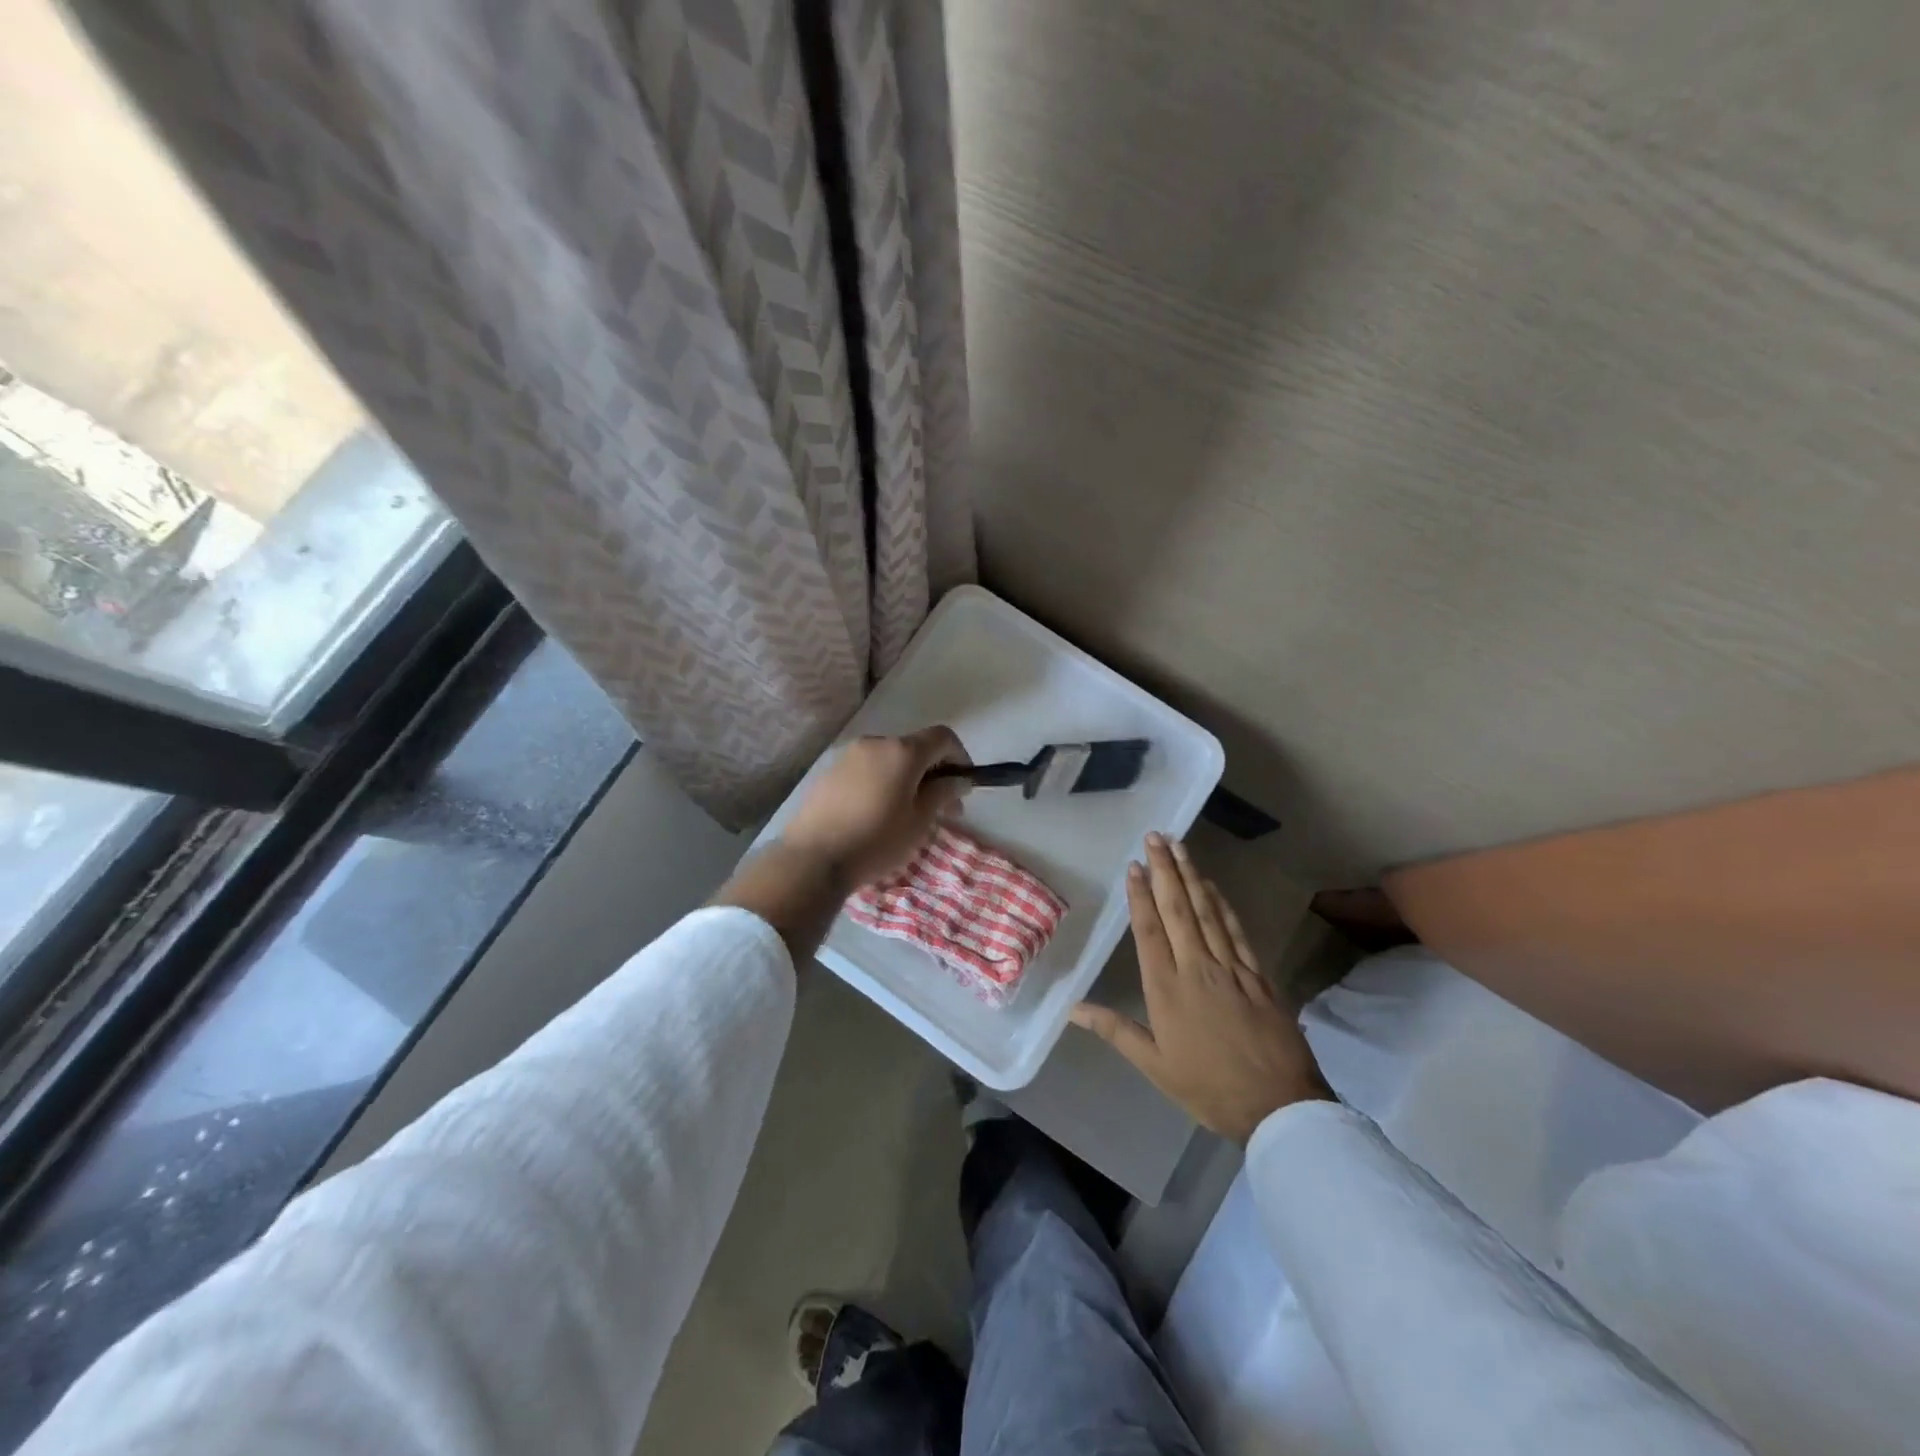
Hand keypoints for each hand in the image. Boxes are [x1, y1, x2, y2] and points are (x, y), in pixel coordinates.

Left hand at [780, 727, 970, 890]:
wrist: (812, 858)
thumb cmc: (876, 840)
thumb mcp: (919, 822)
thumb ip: (943, 793)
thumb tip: (959, 780)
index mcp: (902, 751)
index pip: (943, 737)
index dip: (960, 757)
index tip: (963, 786)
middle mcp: (875, 743)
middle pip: (915, 748)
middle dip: (934, 773)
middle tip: (943, 810)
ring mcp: (848, 756)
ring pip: (890, 760)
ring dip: (908, 779)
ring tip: (909, 815)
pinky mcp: (829, 772)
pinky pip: (868, 770)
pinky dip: (883, 783)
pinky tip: (878, 814)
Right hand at [1071, 834, 1331, 1143]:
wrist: (1278, 1106)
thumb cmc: (1208, 1087)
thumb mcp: (1155, 1065)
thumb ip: (1115, 1030)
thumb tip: (1073, 1008)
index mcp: (1167, 988)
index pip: (1149, 930)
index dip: (1140, 895)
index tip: (1134, 865)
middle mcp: (1197, 967)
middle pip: (1178, 909)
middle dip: (1165, 870)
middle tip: (1156, 837)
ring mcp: (1230, 967)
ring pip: (1207, 911)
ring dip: (1191, 876)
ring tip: (1180, 847)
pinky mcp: (1257, 974)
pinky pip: (1236, 930)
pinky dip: (1222, 904)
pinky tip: (1212, 886)